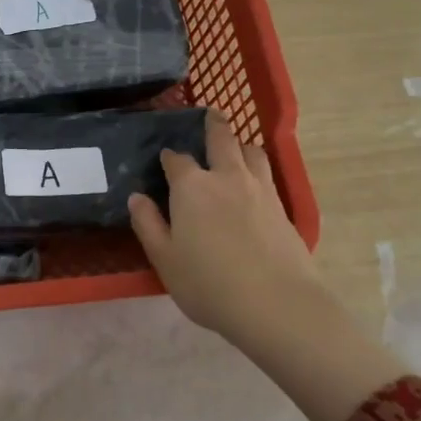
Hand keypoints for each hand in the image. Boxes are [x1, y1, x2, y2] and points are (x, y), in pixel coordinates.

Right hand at [128, 112, 405, 420]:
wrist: (277, 305)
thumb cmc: (208, 283)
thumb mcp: (164, 258)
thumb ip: (148, 224)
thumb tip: (137, 198)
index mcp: (191, 187)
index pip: (176, 160)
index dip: (169, 157)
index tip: (165, 160)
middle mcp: (226, 177)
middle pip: (221, 139)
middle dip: (213, 125)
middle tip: (210, 115)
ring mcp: (260, 190)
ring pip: (252, 152)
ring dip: (240, 145)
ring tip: (235, 148)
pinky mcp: (283, 208)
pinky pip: (267, 175)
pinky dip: (257, 170)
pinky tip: (253, 183)